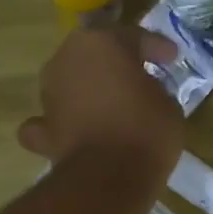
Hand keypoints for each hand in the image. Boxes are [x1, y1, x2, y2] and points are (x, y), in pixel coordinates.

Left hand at [17, 26, 183, 180]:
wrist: (110, 176)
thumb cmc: (146, 131)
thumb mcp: (167, 103)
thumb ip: (152, 88)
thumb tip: (142, 93)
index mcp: (100, 42)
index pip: (132, 37)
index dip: (154, 47)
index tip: (170, 57)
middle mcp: (66, 60)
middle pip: (94, 55)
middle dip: (114, 64)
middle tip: (137, 77)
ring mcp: (49, 94)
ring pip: (69, 83)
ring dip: (86, 91)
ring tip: (109, 107)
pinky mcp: (41, 130)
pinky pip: (50, 121)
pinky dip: (60, 124)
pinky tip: (72, 131)